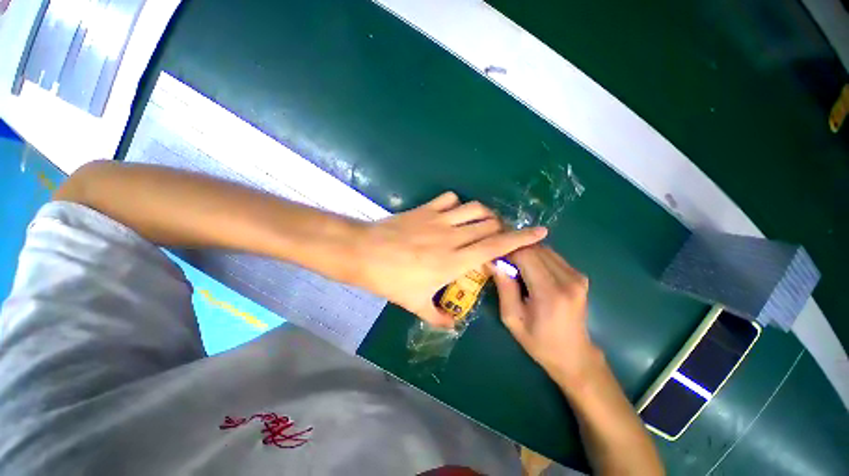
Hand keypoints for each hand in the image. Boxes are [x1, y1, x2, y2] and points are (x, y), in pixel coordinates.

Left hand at [354, 192, 546, 326]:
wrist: (364, 253)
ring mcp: (439, 219)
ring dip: (484, 214)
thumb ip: (437, 316)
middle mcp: (452, 236)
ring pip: (474, 208)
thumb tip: (452, 324)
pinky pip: (450, 199)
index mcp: (454, 260)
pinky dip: (458, 204)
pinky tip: (454, 214)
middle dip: (502, 227)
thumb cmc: (390, 280)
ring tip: (482, 224)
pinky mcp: (425, 209)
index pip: (496, 247)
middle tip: (500, 236)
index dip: (521, 238)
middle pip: (489, 224)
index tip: (540, 232)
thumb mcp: (414, 303)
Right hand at [491, 245, 598, 384]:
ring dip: (526, 253)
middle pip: (535, 248)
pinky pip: (552, 256)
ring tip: (515, 267)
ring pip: (544, 249)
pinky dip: (537, 258)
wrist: (574, 355)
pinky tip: (530, 271)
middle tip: (502, 262)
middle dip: (515, 251)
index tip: (495, 257)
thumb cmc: (538, 341)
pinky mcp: (580, 276)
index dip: (507, 251)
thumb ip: (504, 287)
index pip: (525, 254)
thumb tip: (492, 261)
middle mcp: (568, 279)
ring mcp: (577, 276)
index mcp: (550, 293)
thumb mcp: (512, 318)